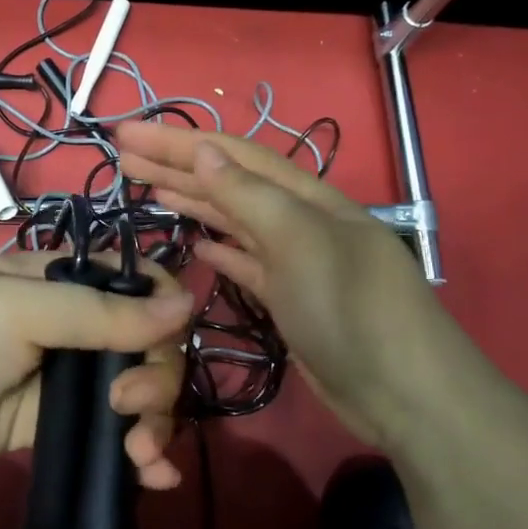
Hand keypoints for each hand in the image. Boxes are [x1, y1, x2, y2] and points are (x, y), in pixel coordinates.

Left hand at [0, 252, 193, 491]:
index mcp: (58, 279)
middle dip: (156, 378)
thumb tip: (189, 302)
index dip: (163, 313)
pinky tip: (155, 479)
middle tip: (130, 409)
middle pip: (144, 342)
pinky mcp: (48, 425)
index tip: (164, 346)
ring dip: (155, 421)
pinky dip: (138, 454)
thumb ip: (102, 313)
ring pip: (133, 390)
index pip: (136, 285)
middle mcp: (67, 322)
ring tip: (142, 457)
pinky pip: (107, 432)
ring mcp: (58, 376)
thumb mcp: (21, 311)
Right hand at [115, 122, 460, 445]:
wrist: (405, 394)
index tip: (127, 135)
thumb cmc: (350, 309)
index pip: (231, 155)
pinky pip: (246, 261)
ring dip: (191, 200)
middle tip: (122, 156)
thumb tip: (203, 149)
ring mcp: (295, 261)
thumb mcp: (299, 241)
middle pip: (228, 182)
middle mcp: (299, 220)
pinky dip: (219, 247)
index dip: (177, 141)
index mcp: (305, 197)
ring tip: (146, 188)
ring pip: (233, 220)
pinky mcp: (290, 298)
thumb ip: (249, 195)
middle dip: (175, 166)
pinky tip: (196, 242)